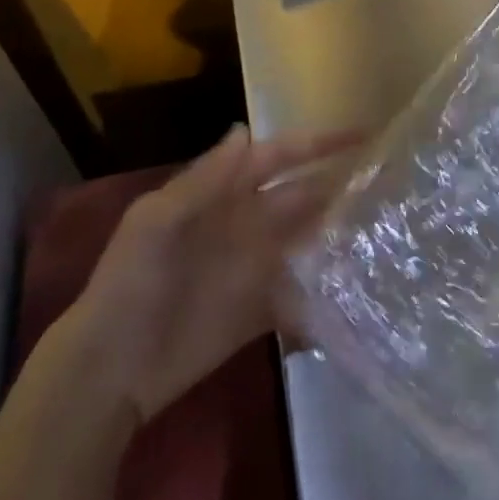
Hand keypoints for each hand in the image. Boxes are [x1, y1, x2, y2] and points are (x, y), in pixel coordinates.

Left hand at [43, 125, 359, 424]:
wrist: (108, 369)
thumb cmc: (131, 282)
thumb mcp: (157, 221)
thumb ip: (204, 179)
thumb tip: (244, 130)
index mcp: (222, 193)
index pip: (277, 157)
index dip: (315, 143)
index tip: (362, 133)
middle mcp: (245, 222)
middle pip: (300, 194)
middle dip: (339, 182)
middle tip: (390, 176)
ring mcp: (254, 267)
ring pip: (306, 238)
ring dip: (338, 230)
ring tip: (387, 223)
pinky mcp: (258, 312)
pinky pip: (299, 293)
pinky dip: (324, 288)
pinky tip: (359, 285)